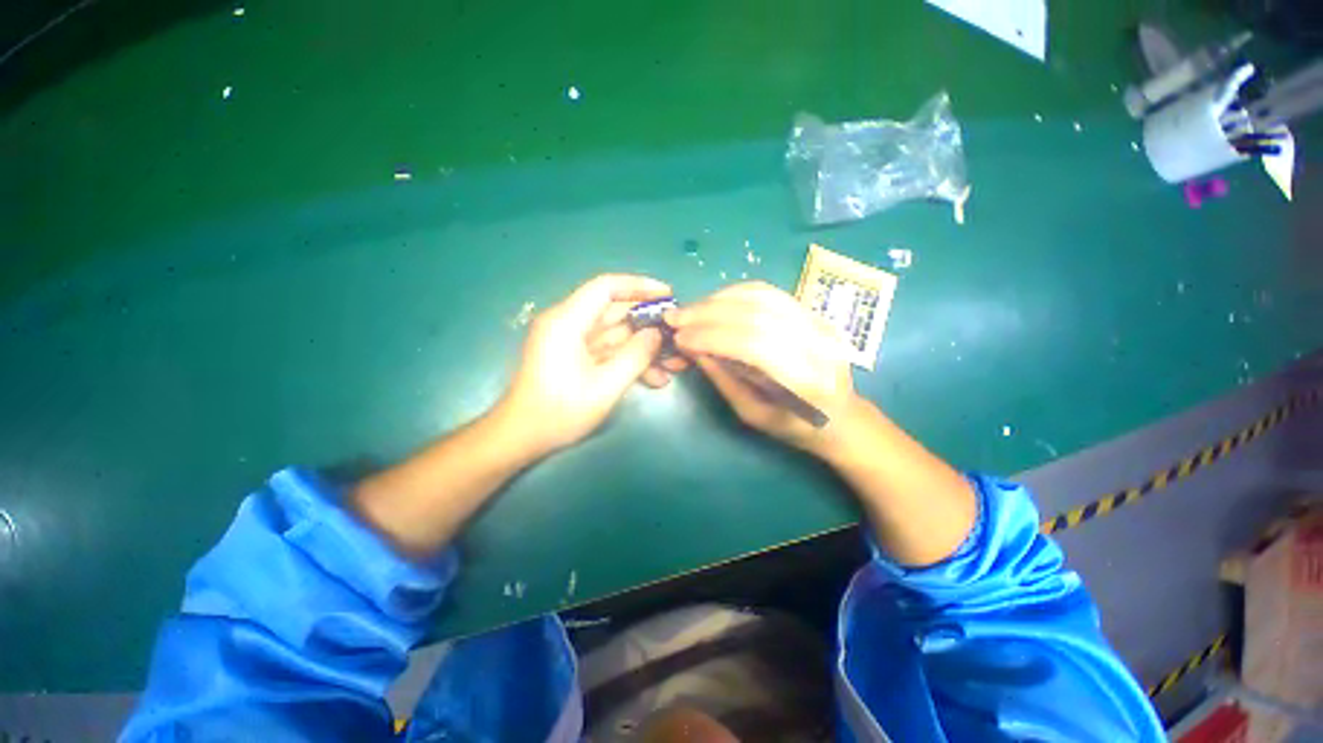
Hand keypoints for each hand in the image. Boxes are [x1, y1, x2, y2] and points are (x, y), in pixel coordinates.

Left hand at [496, 274, 686, 457]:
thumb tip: (657, 334)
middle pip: (613, 311)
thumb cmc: (560, 412)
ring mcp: (571, 341)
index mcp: (567, 321)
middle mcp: (567, 323)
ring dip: (641, 347)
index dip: (639, 286)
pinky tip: (654, 378)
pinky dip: (628, 360)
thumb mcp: (605, 386)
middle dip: (646, 322)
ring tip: (671, 363)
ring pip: (614, 333)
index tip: (667, 294)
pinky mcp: (575, 356)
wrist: (522, 437)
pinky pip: (607, 350)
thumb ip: (635, 356)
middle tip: (676, 333)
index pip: (605, 287)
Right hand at [666, 281, 856, 452]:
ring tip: (691, 310)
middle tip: (676, 318)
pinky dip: (736, 293)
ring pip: (762, 297)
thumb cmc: (795, 427)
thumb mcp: (753, 414)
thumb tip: (693, 348)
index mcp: (806, 381)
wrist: (842, 416)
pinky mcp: (814, 311)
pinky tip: (714, 302)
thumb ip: (724, 379)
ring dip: (719, 300)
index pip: (754, 345)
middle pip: (756, 315)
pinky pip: (769, 293)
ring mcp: (820, 322)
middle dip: (708, 314)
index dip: (713, 337)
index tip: (680, 338)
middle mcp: (818, 344)